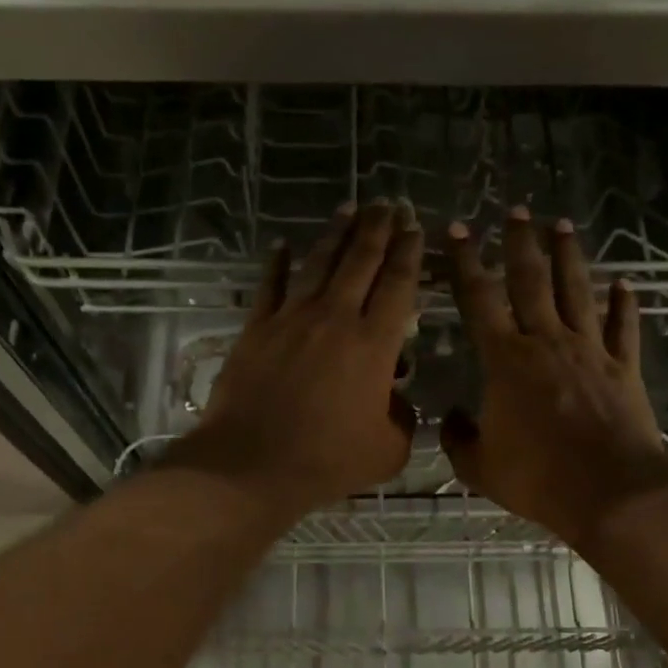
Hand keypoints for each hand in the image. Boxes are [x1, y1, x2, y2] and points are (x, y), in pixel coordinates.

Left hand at [167, 201, 422, 519]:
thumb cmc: (327, 460)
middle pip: (361, 261)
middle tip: (389, 203)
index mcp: (375, 344)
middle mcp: (336, 318)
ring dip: (337, 233)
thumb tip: (397, 399)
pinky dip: (278, 263)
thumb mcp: (388, 449)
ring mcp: (292, 319)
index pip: (398, 284)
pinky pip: (270, 286)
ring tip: (350, 207)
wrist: (252, 464)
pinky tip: (283, 244)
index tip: (416, 227)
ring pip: (319, 263)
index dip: (410, 252)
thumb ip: (403, 418)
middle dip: (379, 228)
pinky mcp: (257, 328)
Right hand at [442, 207, 667, 546]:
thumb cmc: (538, 477)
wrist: (610, 491)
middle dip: (520, 243)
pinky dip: (624, 304)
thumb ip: (459, 440)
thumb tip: (452, 420)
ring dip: (568, 257)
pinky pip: (623, 327)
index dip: (466, 262)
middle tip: (516, 210)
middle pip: (531, 281)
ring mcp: (589, 351)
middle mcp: (546, 341)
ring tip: (562, 225)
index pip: (479, 299)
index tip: (459, 229)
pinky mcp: (623, 368)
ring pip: (576, 291)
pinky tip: (625, 284)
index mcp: (505, 360)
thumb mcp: (481, 467)